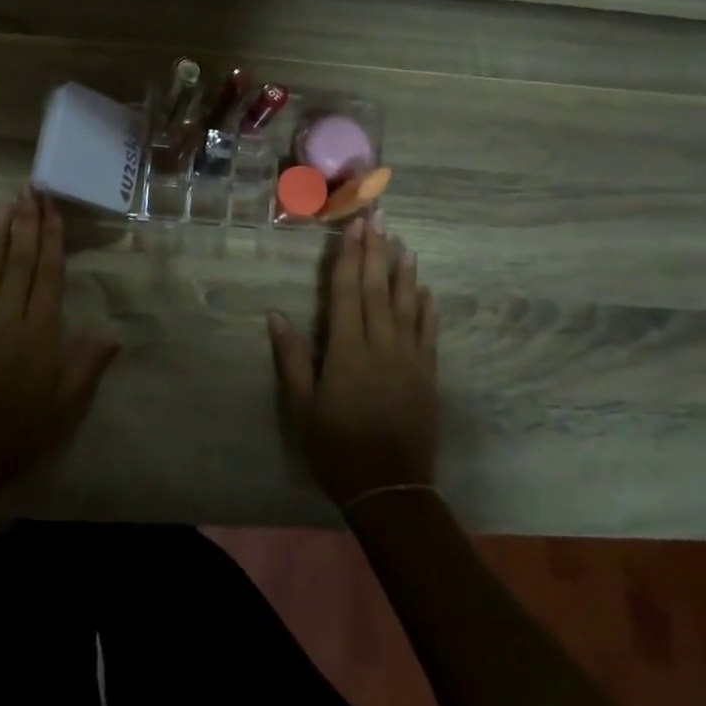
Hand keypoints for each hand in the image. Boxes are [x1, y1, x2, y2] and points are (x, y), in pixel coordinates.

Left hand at [0, 188, 119, 503]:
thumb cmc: (17, 432)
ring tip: (4, 203)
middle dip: (26, 223)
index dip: (52, 240)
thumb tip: (113, 332)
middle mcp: (7, 318)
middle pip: (19, 262)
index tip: (53, 210)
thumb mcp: (64, 406)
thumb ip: (87, 366)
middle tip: (29, 190)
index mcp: (39, 334)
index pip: (49, 276)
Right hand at [269, 217, 438, 506]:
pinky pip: (429, 334)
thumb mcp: (303, 407)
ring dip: (404, 272)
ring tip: (404, 243)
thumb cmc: (337, 447)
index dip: (348, 257)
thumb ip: (291, 359)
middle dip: (376, 251)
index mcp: (347, 351)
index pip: (347, 293)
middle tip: (378, 217)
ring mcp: (410, 359)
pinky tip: (427, 291)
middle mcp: (381, 346)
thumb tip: (276, 316)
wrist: (390, 488)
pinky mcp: (428, 375)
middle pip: (377, 289)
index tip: (353, 226)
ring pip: (407, 305)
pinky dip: (428, 310)